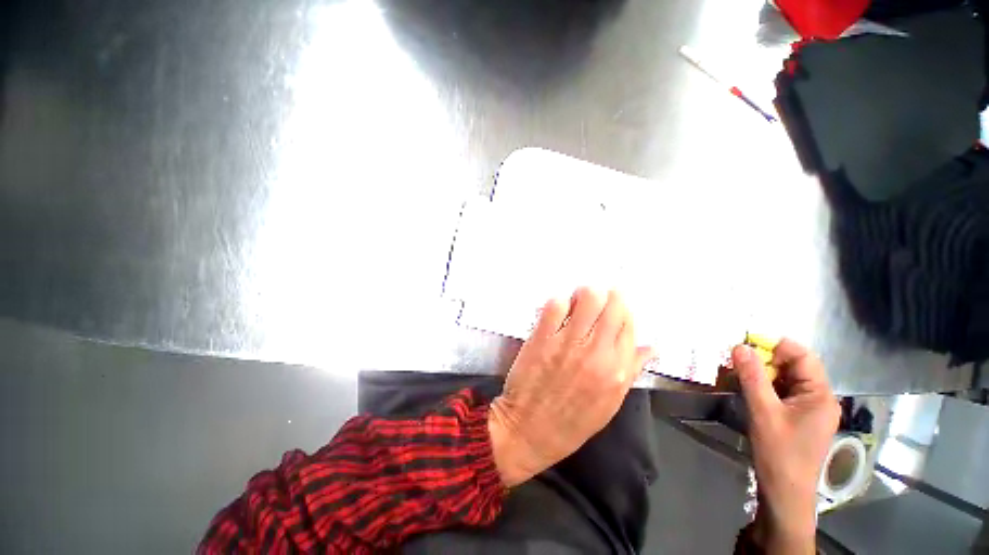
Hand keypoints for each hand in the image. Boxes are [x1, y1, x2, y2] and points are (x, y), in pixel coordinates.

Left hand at [488, 288, 652, 486]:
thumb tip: (651, 347)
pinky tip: (557, 311)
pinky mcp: (542, 338)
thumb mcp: (610, 403)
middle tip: (596, 299)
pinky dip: (559, 302)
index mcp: (617, 370)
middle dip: (607, 295)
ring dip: (583, 294)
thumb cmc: (571, 421)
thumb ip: (631, 370)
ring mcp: (568, 343)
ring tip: (577, 302)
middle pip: (612, 305)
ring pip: (587, 298)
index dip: (622, 309)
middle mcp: (596, 353)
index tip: (613, 305)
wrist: (529, 430)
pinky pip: (555, 305)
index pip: (629, 323)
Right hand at [732, 339, 838, 552]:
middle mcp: (820, 398)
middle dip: (766, 359)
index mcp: (820, 395)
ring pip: (786, 379)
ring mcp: (810, 409)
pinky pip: (783, 392)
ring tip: (738, 372)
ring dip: (763, 373)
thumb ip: (752, 377)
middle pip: (794, 366)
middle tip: (737, 358)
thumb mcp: (763, 412)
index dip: (775, 345)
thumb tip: (740, 347)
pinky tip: (748, 389)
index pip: (802, 356)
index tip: (745, 342)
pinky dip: (765, 386)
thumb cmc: (779, 452)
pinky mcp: (799, 417)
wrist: (785, 491)